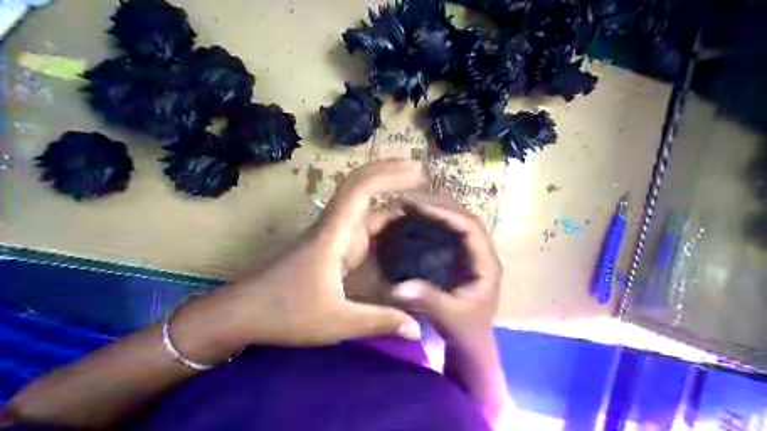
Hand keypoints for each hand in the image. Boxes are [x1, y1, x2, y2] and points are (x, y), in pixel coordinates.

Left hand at [171, 160, 427, 358]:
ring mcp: (330, 236)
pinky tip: (398, 230)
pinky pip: (360, 225)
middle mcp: (333, 227)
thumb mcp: (337, 322)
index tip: (417, 171)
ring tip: (419, 197)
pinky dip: (381, 220)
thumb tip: (419, 330)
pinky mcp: (329, 247)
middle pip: (360, 186)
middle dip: (389, 172)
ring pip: (361, 206)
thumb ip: (380, 322)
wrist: (241, 313)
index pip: (360, 189)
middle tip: (422, 172)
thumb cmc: (285, 313)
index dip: (389, 174)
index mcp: (333, 234)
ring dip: (386, 195)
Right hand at [391, 196, 503, 349]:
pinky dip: (433, 223)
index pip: (469, 226)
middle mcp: (482, 253)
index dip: (444, 212)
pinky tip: (415, 221)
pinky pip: (449, 232)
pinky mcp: (461, 259)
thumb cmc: (466, 333)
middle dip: (438, 205)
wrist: (473, 346)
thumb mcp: (449, 318)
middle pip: (464, 217)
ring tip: (410, 204)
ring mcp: (472, 255)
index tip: (416, 205)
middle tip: (408, 199)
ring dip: (436, 210)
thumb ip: (428, 300)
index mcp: (486, 263)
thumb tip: (399, 286)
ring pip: (457, 222)